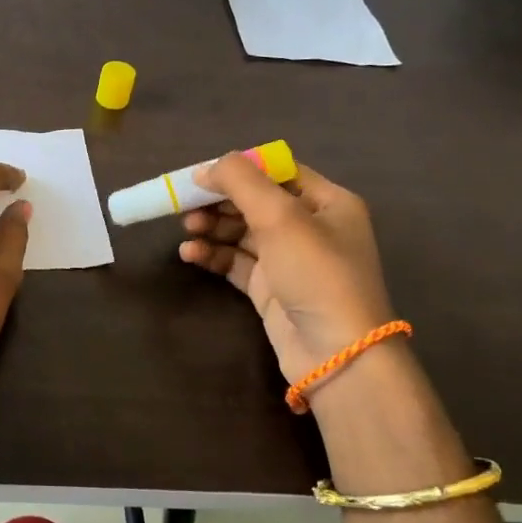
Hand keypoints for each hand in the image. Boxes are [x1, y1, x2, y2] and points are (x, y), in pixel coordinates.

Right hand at [178, 155, 395, 382]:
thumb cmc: (316, 273)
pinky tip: (190, 253)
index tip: (201, 175)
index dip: (239, 169)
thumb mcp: (280, 217)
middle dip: (219, 201)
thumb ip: (241, 182)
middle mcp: (311, 227)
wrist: (335, 353)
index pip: (278, 172)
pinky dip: (213, 254)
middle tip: (185, 205)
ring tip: (188, 231)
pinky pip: (235, 261)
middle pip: (255, 201)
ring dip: (213, 227)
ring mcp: (290, 260)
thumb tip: (205, 169)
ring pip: (242, 232)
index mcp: (327, 202)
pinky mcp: (270, 288)